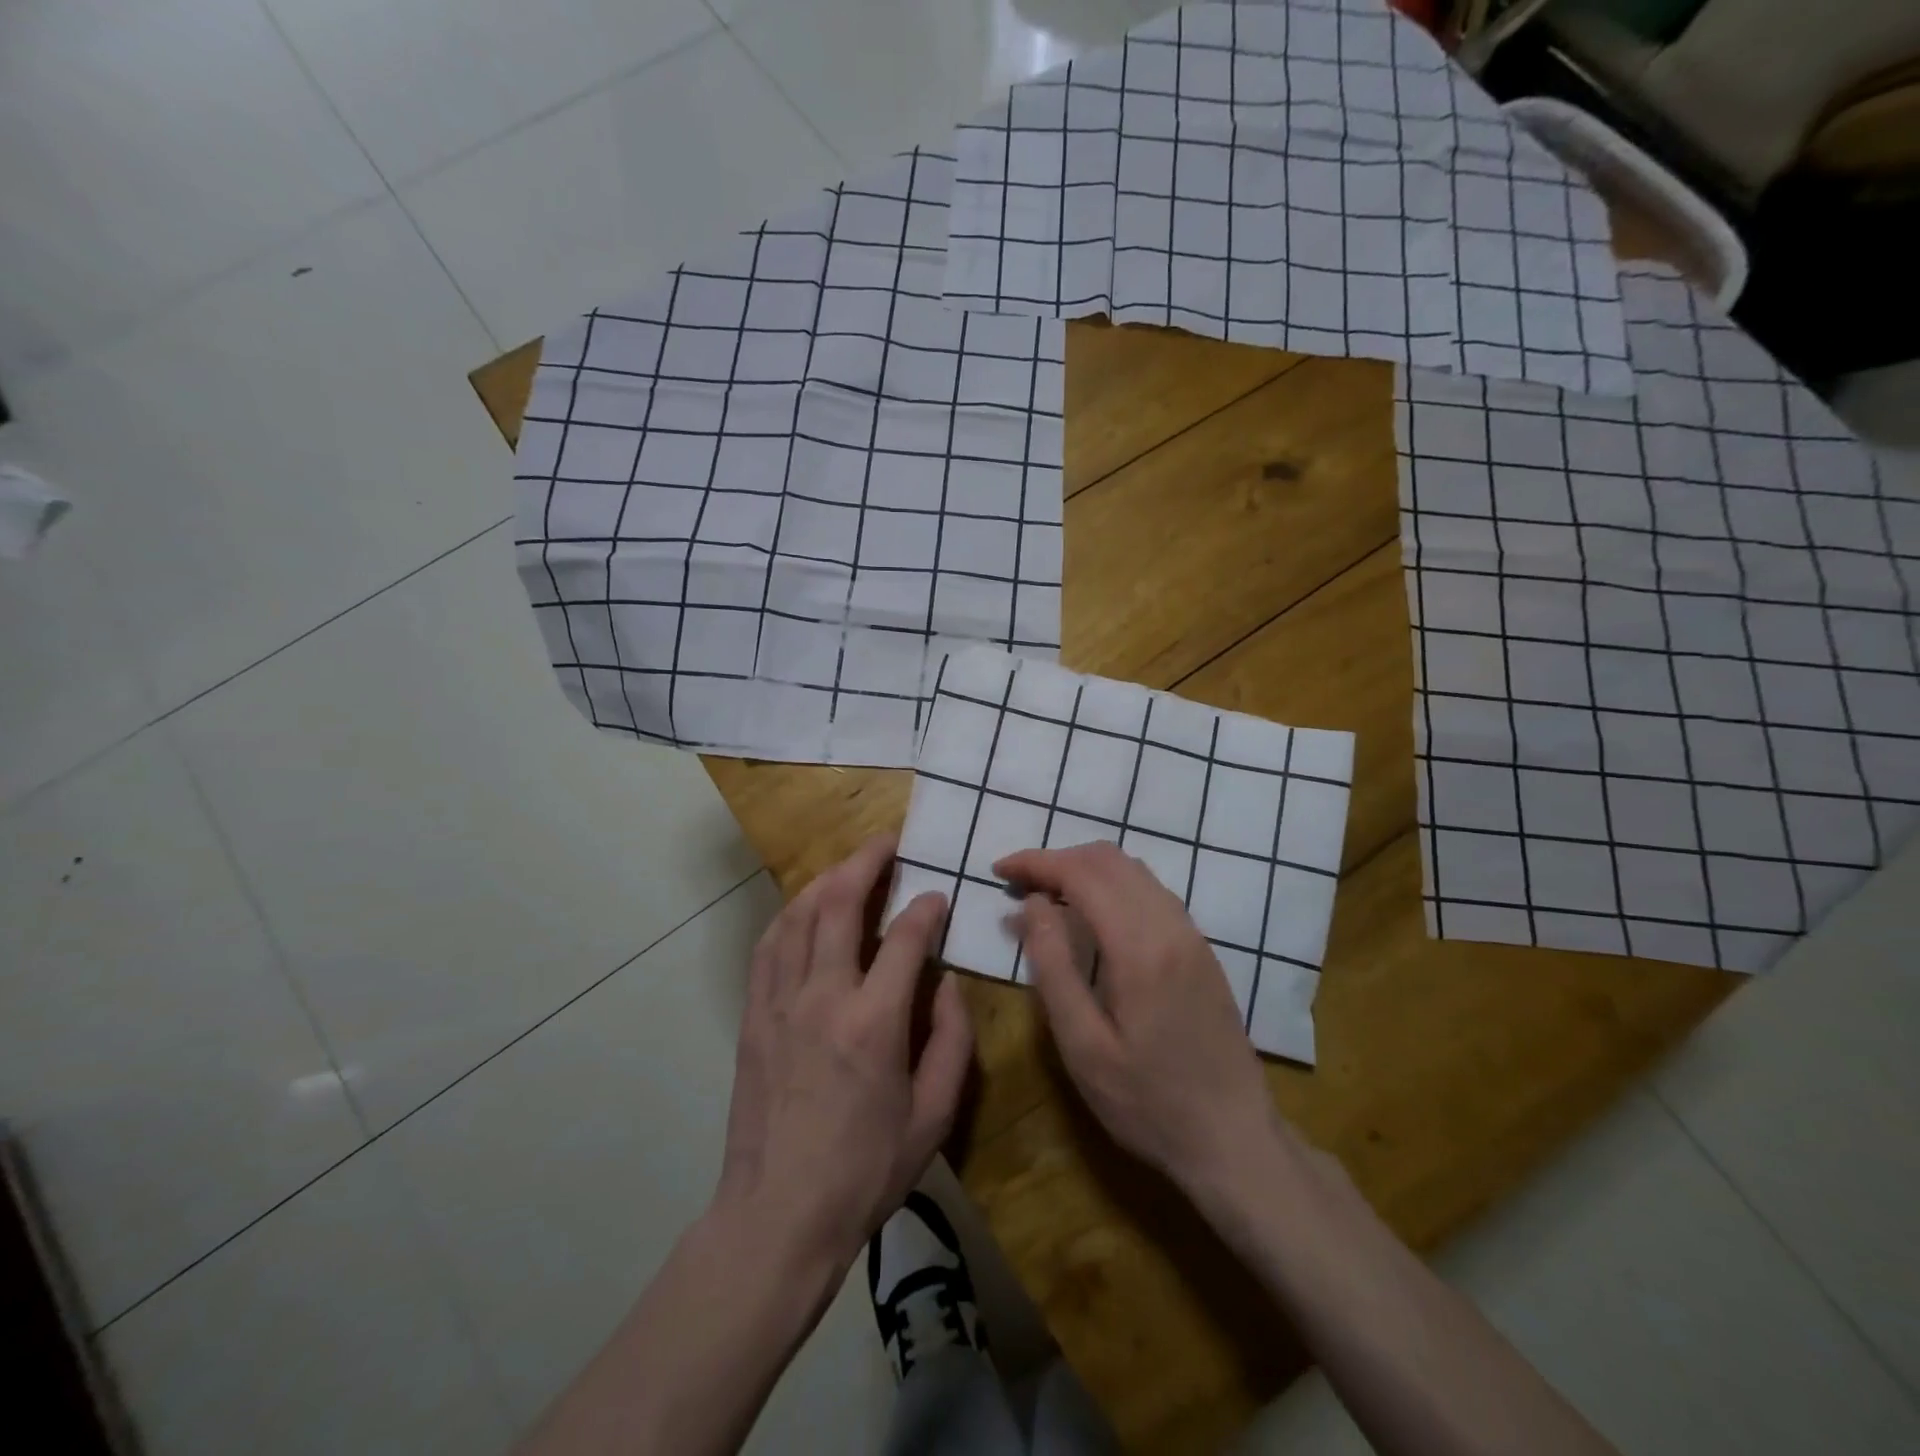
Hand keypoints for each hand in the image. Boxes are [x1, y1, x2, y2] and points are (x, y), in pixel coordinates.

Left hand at [715, 834, 972, 1277]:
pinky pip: (768, 947)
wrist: (777, 1216)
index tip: (938, 897)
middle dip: (868, 863)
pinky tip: (803, 909)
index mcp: (874, 1022)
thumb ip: (951, 1041)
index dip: (926, 908)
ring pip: (799, 916)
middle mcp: (823, 996)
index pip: (905, 938)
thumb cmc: (864, 1172)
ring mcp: (779, 1003)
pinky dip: (790, 916)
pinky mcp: (752, 1016)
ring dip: (826, 881)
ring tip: (849, 867)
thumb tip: (946, 982)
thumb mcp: (933, 1116)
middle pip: (841, 904)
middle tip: (888, 844)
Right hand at [996, 842, 1276, 1202]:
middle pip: (1109, 860)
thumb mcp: (1083, 1047)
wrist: (1234, 1140)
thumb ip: (1054, 967)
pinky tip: (1091, 915)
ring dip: (1085, 869)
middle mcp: (1171, 925)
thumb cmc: (1148, 1103)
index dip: (1036, 862)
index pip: (1082, 873)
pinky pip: (1151, 891)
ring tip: (1046, 896)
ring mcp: (1192, 934)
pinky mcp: (1201, 948)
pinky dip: (1112, 884)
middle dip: (1057, 860)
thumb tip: (1031, 905)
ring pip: (1133, 869)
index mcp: (1140, 947)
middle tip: (1017, 884)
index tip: (998, 870)